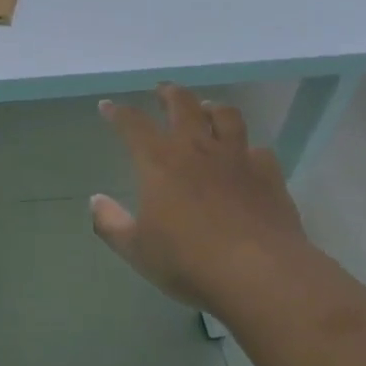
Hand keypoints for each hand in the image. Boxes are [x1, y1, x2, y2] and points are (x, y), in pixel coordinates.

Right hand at [92, 85, 312, 313]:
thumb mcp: (136, 250)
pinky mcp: (268, 174)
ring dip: (212, 107)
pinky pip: (258, 149)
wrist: (259, 273)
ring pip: (226, 115)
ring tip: (206, 108)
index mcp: (159, 162)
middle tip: (161, 91)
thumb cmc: (188, 261)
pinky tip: (246, 155)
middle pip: (182, 105)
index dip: (118, 112)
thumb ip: (111, 223)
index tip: (108, 106)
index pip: (133, 124)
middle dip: (168, 93)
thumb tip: (96, 200)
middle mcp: (197, 149)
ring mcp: (237, 158)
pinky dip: (247, 147)